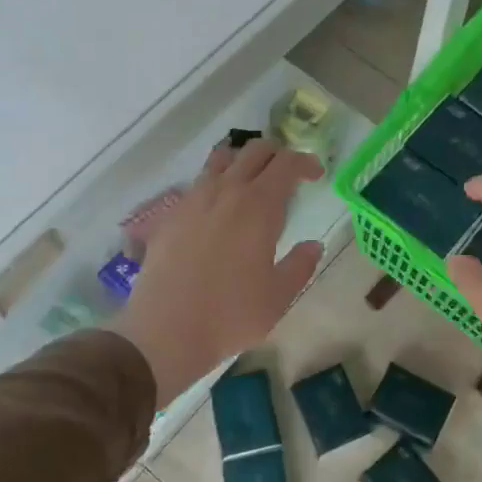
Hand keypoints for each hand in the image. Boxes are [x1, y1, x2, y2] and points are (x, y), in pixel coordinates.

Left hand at [113, 140, 323, 405]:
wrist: (166, 331)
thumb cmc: (231, 315)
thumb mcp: (279, 297)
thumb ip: (300, 265)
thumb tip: (313, 245)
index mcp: (258, 207)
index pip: (286, 163)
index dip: (305, 163)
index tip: (316, 175)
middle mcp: (226, 192)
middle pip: (254, 151)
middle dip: (277, 155)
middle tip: (288, 176)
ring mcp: (193, 200)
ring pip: (221, 159)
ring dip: (243, 162)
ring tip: (252, 184)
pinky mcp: (171, 215)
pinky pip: (197, 183)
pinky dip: (216, 183)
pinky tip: (218, 210)